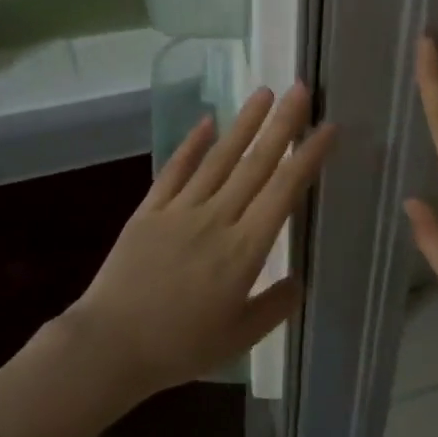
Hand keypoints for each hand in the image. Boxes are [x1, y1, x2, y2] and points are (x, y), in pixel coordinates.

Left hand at [66, 84, 336, 402]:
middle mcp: (216, 219)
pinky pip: (174, 170)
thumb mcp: (239, 338)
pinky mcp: (149, 210)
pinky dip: (191, 144)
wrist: (110, 345)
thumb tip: (299, 279)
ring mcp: (180, 210)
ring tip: (264, 92)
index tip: (327, 128)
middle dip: (281, 124)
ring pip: (219, 158)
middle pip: (255, 164)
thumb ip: (274, 306)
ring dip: (243, 124)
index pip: (283, 192)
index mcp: (244, 250)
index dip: (307, 157)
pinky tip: (207, 122)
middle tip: (301, 89)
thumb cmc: (179, 347)